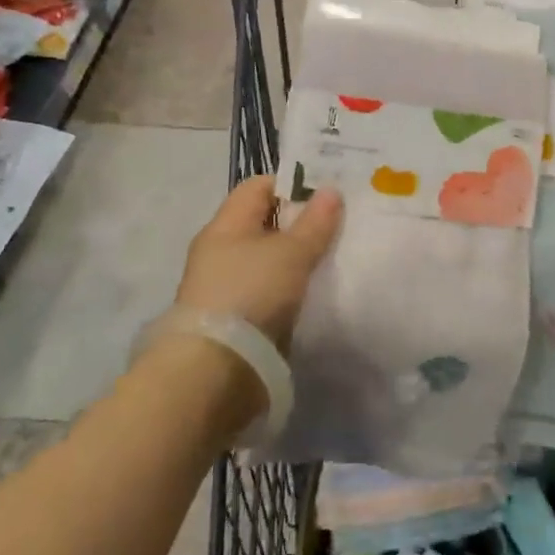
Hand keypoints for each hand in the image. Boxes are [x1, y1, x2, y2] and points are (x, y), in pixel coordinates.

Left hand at [173, 177, 342, 352]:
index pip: (259, 186)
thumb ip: (315, 222)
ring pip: (268, 258)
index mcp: (225, 224)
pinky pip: (267, 288)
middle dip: (300, 222)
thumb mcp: (291, 253)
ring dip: (295, 257)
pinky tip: (313, 291)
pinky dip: (289, 286)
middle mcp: (220, 249)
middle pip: (265, 222)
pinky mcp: (234, 317)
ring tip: (331, 258)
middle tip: (338, 224)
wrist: (216, 370)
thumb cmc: (251, 293)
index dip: (292, 184)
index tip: (327, 194)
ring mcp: (224, 285)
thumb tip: (331, 190)